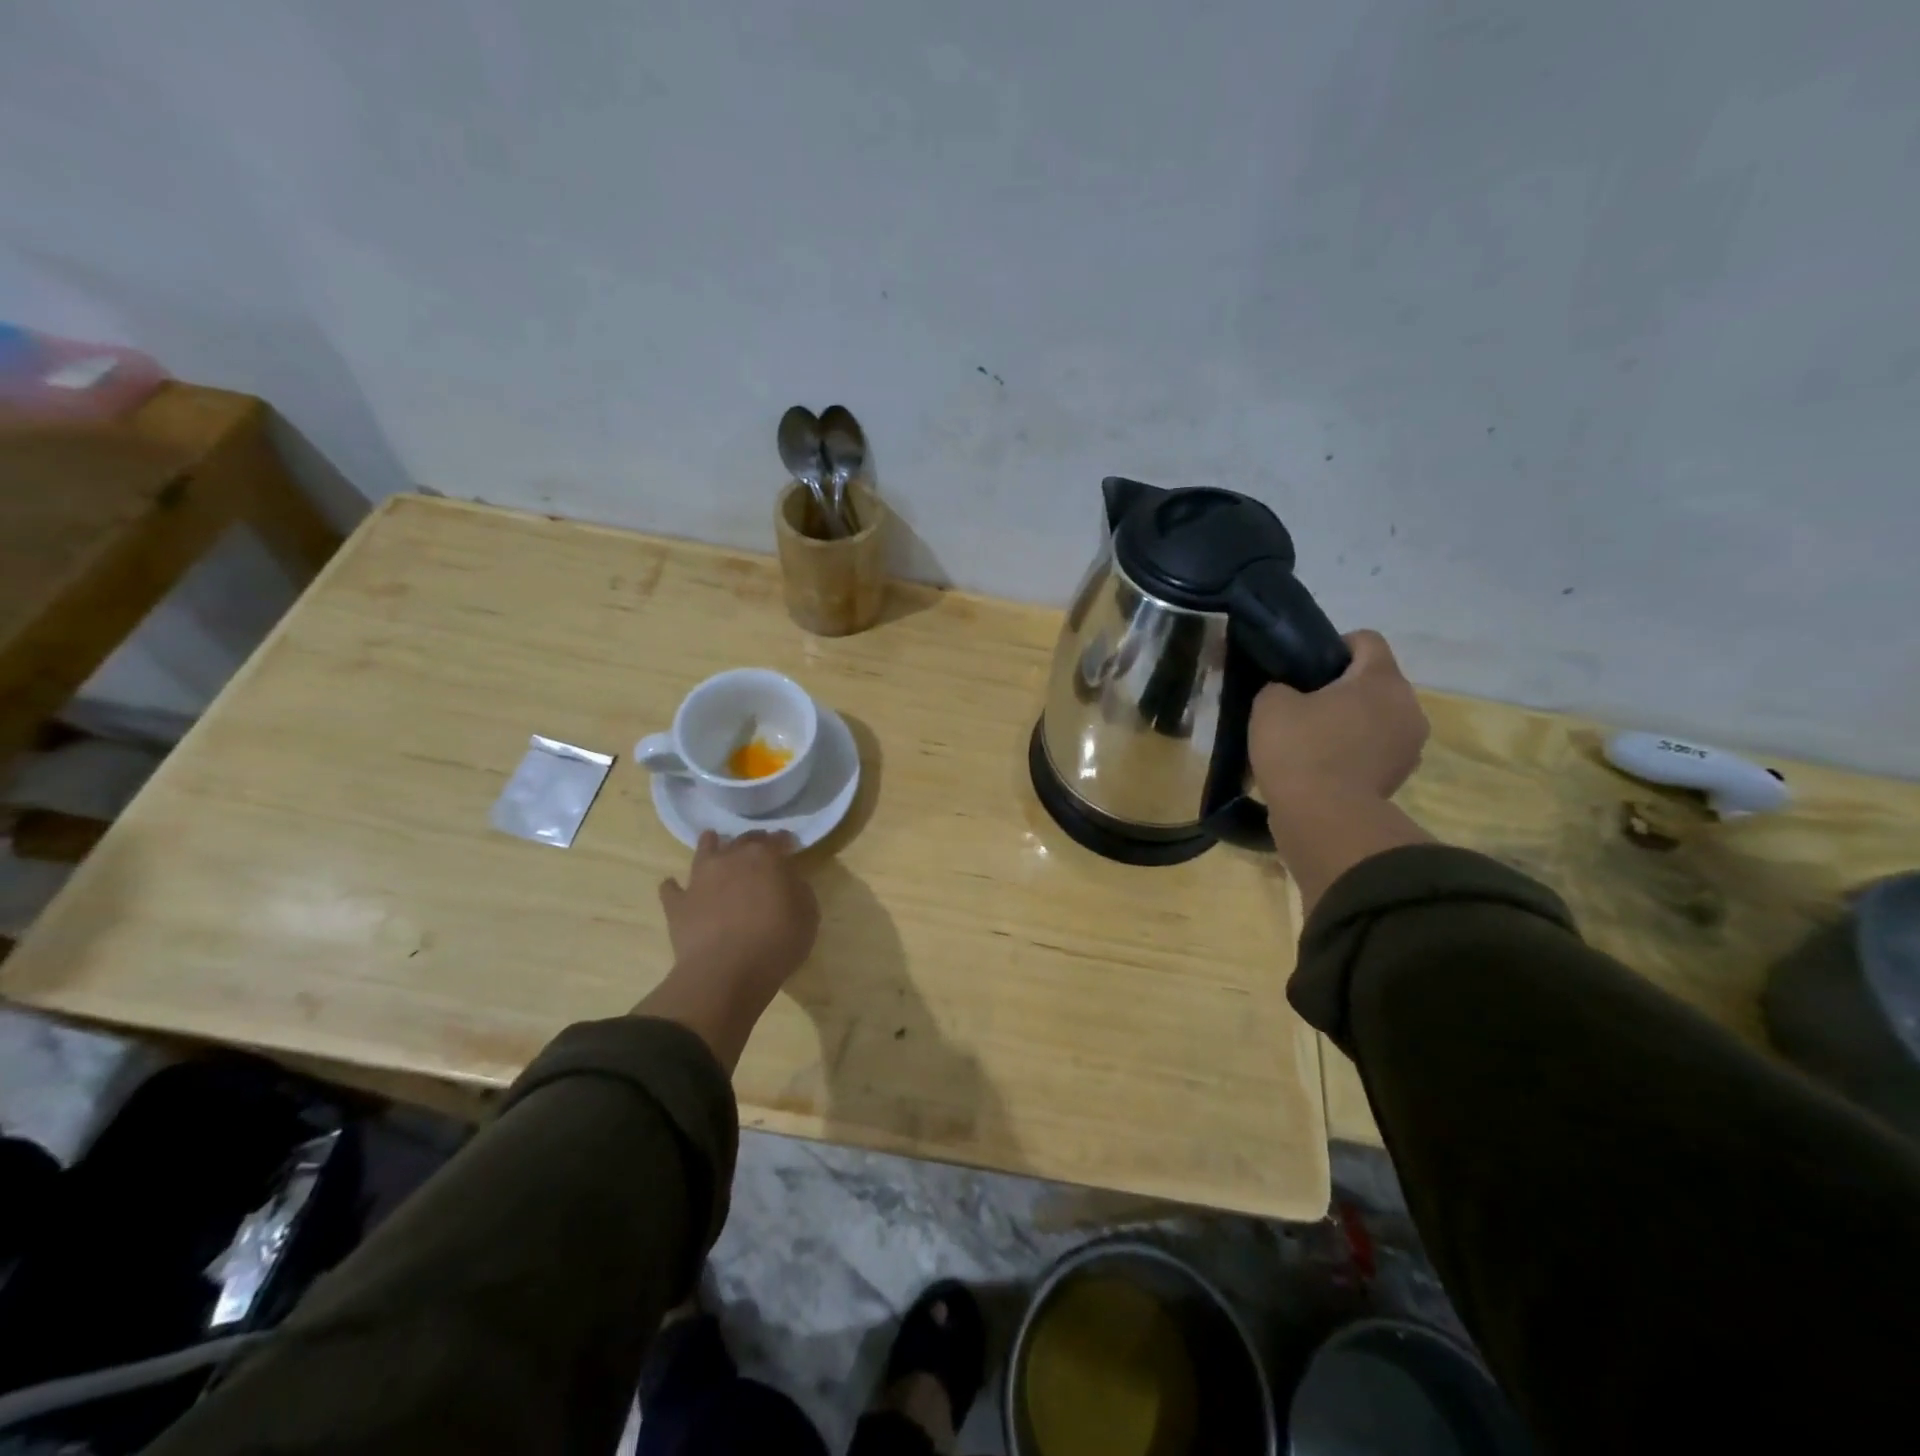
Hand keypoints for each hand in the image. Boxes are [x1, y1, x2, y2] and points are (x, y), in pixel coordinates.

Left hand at [638, 830, 819, 1069]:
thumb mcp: (808, 915)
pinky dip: (674, 886)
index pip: (778, 839)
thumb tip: (789, 881)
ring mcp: (700, 879)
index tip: (790, 845)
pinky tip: (673, 886)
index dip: (785, 841)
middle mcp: (731, 859)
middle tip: (759, 847)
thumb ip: (799, 890)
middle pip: (743, 840)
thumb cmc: (776, 942)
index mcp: (766, 857)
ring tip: (711, 839)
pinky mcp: (678, 904)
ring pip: (704, 851)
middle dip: (753, 841)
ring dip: (709, 844)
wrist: (725, 973)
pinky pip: (671, 889)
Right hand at [1250, 630, 1428, 809]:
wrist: (1324, 818)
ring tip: (1313, 741)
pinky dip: (1355, 753)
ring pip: (1378, 718)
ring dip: (1352, 722)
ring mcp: (1410, 745)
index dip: (1334, 646)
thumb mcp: (1269, 705)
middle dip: (1343, 689)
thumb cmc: (1300, 750)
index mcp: (1380, 678)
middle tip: (1302, 707)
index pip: (1366, 640)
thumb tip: (1289, 694)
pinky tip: (1323, 767)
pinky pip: (1377, 750)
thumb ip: (1280, 687)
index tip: (1306, 668)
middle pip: (1375, 681)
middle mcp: (1407, 705)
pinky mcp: (1401, 777)